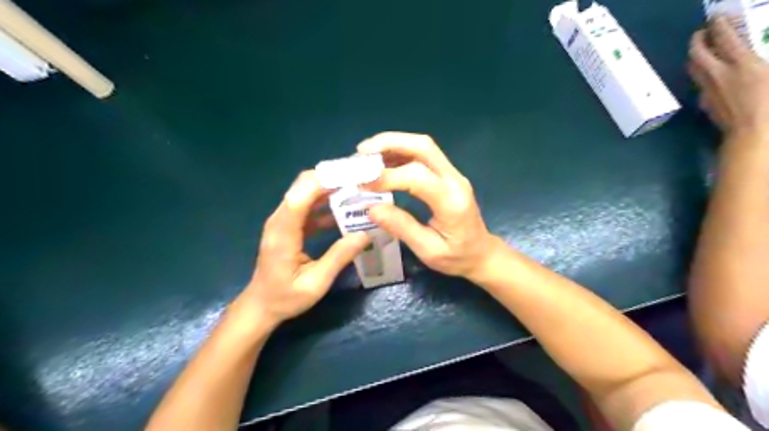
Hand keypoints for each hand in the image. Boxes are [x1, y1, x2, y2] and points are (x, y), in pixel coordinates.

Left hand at [242, 169, 370, 327]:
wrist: (261, 305)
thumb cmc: (285, 298)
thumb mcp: (316, 283)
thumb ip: (339, 257)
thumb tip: (365, 234)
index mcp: (282, 233)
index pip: (300, 195)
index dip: (325, 181)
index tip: (352, 175)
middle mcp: (280, 220)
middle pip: (303, 186)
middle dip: (332, 178)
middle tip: (361, 179)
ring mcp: (284, 220)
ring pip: (307, 191)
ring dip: (332, 187)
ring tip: (359, 188)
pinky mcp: (290, 224)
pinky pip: (309, 204)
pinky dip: (327, 201)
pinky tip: (347, 207)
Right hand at [360, 131, 498, 279]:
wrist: (482, 254)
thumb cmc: (457, 257)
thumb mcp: (428, 251)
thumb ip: (402, 227)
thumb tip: (371, 208)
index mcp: (451, 201)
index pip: (417, 176)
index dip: (387, 176)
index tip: (361, 184)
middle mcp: (455, 180)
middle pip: (423, 146)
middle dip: (389, 143)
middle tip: (361, 152)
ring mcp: (453, 174)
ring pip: (423, 146)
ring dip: (393, 144)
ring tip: (366, 155)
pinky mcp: (448, 175)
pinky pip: (424, 155)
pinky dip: (401, 152)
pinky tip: (382, 161)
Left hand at [689, 16, 768, 136]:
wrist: (753, 133)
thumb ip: (762, 59)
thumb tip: (752, 57)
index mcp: (741, 63)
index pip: (723, 37)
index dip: (718, 24)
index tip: (715, 17)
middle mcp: (718, 74)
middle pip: (696, 53)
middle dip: (697, 40)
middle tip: (701, 33)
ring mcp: (708, 90)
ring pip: (692, 69)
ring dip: (695, 57)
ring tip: (703, 51)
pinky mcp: (705, 103)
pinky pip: (699, 85)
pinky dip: (701, 75)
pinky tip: (710, 75)